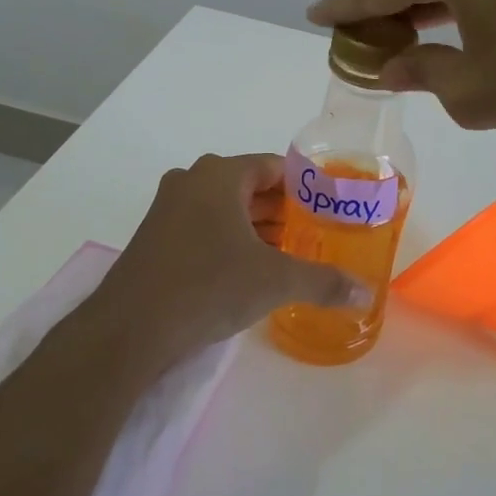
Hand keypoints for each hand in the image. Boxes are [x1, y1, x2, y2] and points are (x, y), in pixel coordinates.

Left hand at [90, 153, 372, 380]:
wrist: (129, 328)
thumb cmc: (208, 286)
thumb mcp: (275, 281)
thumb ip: (324, 281)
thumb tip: (365, 293)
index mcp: (219, 175)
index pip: (274, 166)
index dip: (305, 186)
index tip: (330, 207)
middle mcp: (191, 182)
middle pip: (250, 187)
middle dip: (284, 211)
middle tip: (317, 234)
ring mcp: (168, 210)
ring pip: (226, 210)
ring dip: (257, 229)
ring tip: (292, 254)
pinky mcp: (155, 239)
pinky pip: (204, 229)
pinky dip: (230, 242)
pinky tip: (251, 271)